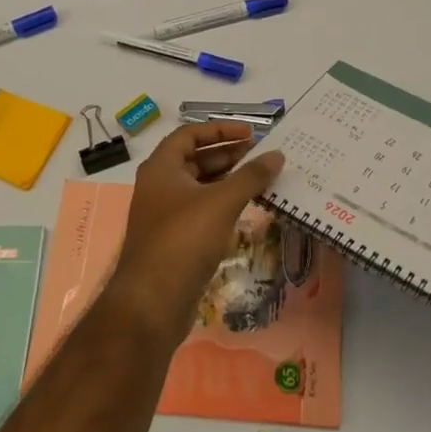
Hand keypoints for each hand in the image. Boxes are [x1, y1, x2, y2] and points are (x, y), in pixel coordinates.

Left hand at [105, 122, 284, 345]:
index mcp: (161, 168)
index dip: (220, 130)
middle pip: (194, 159)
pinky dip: (222, 204)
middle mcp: (159, 186)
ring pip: (199, 187)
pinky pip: (201, 211)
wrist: (153, 301)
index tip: (251, 134)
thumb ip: (251, 176)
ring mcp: (165, 215)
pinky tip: (246, 209)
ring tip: (260, 179)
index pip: (189, 134)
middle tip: (261, 156)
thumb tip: (277, 155)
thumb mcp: (221, 202)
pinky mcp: (174, 240)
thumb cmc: (184, 240)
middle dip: (228, 155)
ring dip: (227, 180)